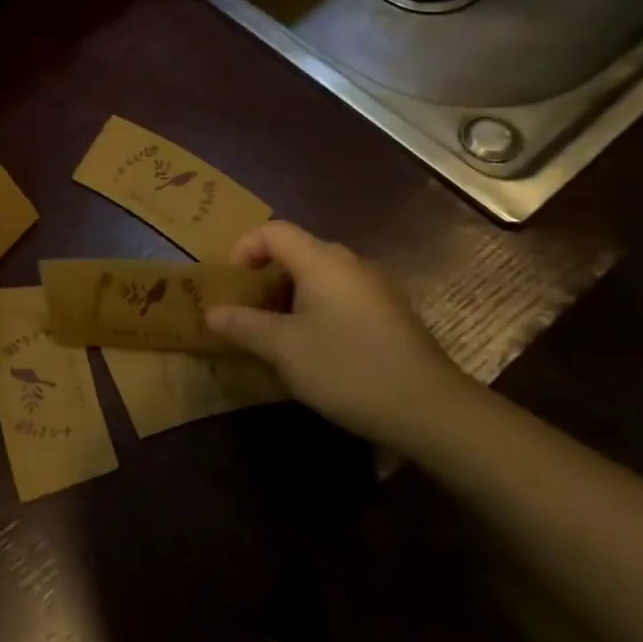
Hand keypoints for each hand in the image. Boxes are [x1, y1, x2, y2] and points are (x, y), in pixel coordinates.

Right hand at [205, 219, 471, 446]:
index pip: (273, 231)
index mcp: (322, 261)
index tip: (231, 281)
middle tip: (246, 307)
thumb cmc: (347, 368)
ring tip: (273, 329)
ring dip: (290, 294)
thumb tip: (211, 312)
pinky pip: (341, 296)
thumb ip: (243, 325)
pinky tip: (313, 346)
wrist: (431, 410)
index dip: (244, 247)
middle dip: (265, 274)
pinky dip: (316, 308)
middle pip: (297, 250)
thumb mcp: (282, 348)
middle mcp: (350, 264)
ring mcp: (376, 289)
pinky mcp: (391, 315)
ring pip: (320, 276)